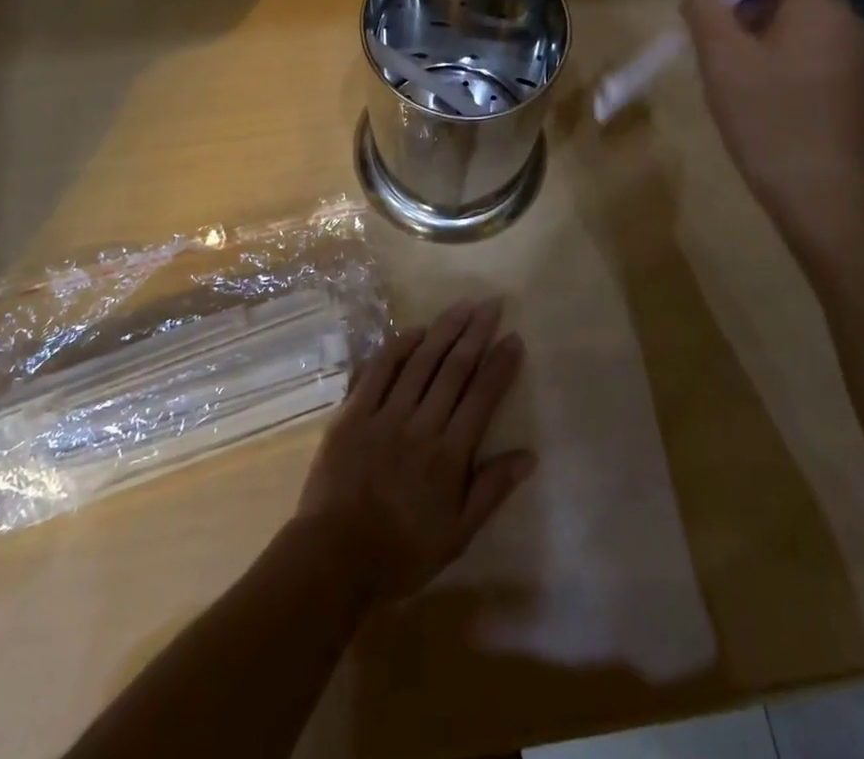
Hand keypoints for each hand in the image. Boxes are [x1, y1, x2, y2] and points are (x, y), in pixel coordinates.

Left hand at [296, 298, 533, 607]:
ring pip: (420, 362)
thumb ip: (492, 490)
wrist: (334, 558)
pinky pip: (378, 370)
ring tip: (462, 306)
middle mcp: (421, 426)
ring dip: (444, 330)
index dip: (500, 365)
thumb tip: (529, 455)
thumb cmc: (402, 552)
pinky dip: (398, 347)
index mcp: (449, 456)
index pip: (482, 397)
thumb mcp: (458, 534)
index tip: (514, 337)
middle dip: (476, 333)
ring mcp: (384, 415)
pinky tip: (415, 330)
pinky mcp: (353, 412)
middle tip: (492, 304)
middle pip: (454, 369)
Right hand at [682, 0, 863, 237]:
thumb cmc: (769, 119)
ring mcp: (852, 58)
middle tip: (713, 38)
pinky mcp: (847, 87)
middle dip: (749, 5)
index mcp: (821, 8)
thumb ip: (707, 13)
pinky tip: (753, 92)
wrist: (821, 196)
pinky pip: (807, 52)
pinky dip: (777, 57)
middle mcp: (847, 24)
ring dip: (759, 34)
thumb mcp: (722, 61)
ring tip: (727, 69)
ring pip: (798, 24)